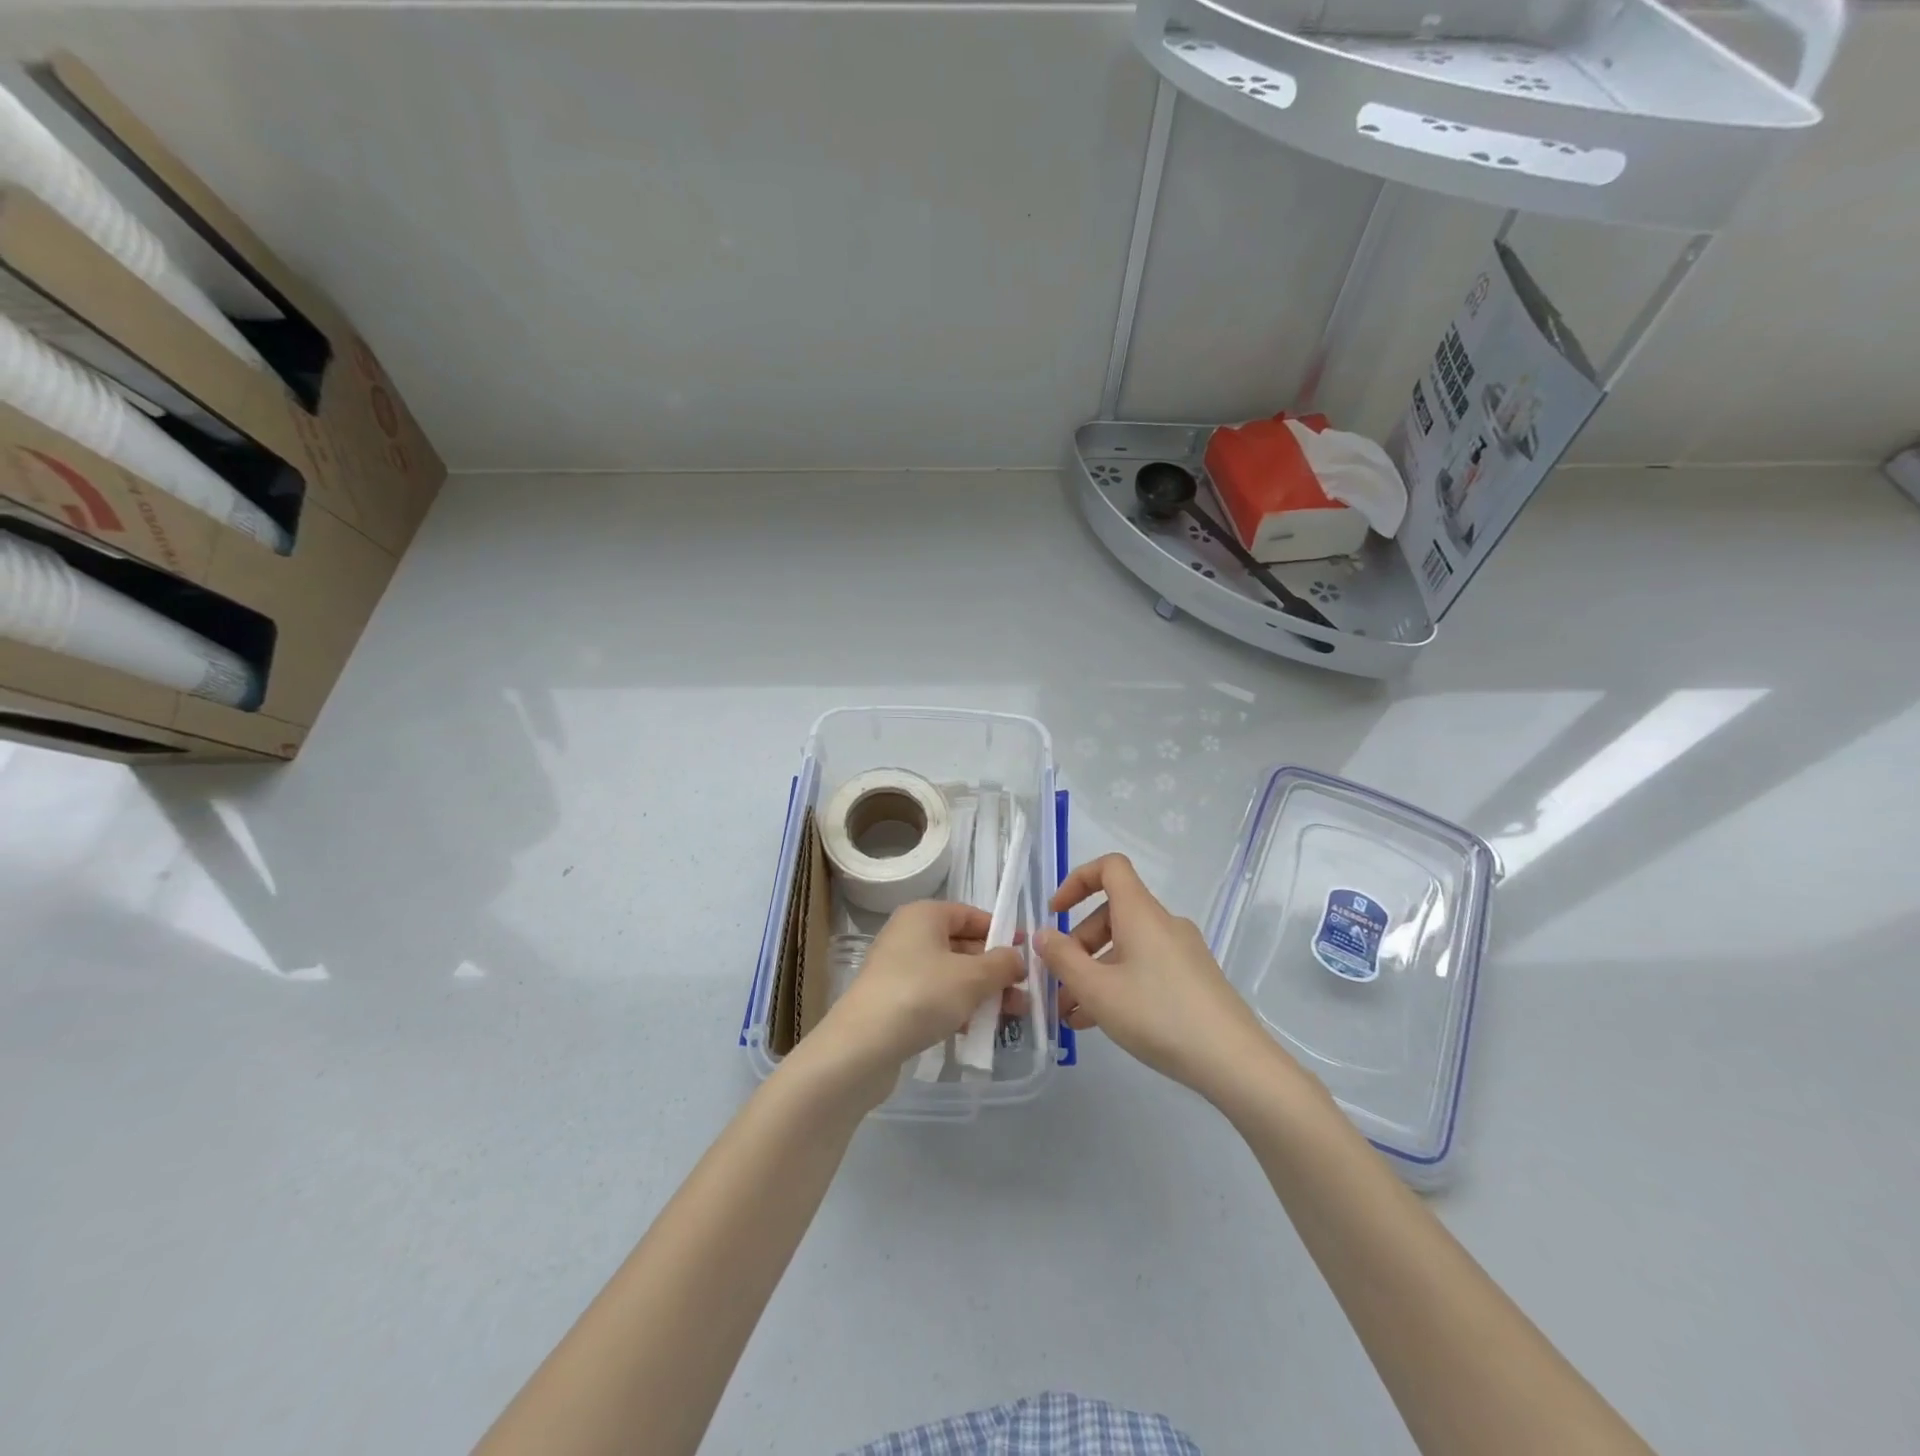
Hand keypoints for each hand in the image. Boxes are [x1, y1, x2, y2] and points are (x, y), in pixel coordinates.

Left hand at [805, 901, 1024, 1106]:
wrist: (861, 1046)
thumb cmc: (921, 995)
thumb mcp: (972, 977)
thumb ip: (1002, 964)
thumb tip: (1017, 958)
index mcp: (924, 915)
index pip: (971, 915)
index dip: (1001, 932)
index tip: (1028, 953)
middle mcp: (909, 935)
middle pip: (962, 946)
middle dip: (995, 970)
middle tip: (1025, 993)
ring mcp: (899, 969)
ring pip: (951, 975)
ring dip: (982, 993)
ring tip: (1013, 1016)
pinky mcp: (894, 1001)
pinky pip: (935, 997)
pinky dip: (959, 1009)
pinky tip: (980, 1031)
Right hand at [1035, 854, 1280, 1104]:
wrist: (1234, 1061)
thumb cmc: (1158, 1015)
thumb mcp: (1097, 990)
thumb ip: (1063, 959)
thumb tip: (1043, 935)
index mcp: (1141, 913)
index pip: (1109, 867)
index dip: (1077, 881)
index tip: (1055, 914)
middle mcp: (1163, 923)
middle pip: (1112, 914)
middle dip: (1078, 944)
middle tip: (1059, 984)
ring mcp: (1182, 952)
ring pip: (1126, 947)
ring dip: (1094, 972)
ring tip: (1071, 1015)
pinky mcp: (1193, 979)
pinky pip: (1145, 968)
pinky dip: (1119, 984)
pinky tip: (1101, 1022)